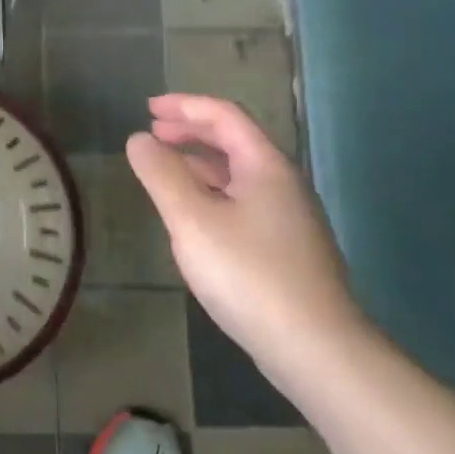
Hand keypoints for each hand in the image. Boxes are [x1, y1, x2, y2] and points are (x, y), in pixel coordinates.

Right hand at [127, 94, 365, 374]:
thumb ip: (161, 174)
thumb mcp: (191, 219)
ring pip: (239, 175)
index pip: (224, 116)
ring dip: (200, 163)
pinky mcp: (287, 249)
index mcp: (265, 166)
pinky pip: (243, 202)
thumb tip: (139, 139)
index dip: (185, 106)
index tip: (148, 108)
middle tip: (153, 133)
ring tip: (166, 169)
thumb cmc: (249, 274)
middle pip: (235, 141)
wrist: (315, 348)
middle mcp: (283, 184)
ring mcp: (289, 219)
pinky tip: (195, 217)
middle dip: (191, 131)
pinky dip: (212, 193)